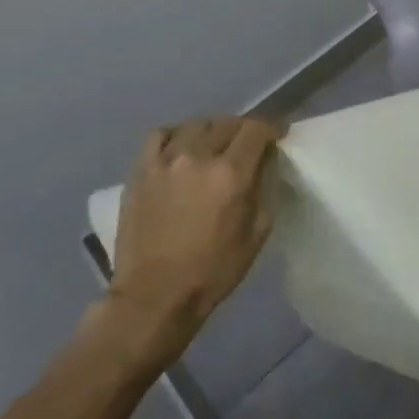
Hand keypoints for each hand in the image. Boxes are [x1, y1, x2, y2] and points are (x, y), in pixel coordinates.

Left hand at [103, 115, 285, 366]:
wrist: (154, 296)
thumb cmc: (214, 269)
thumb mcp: (258, 231)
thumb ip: (264, 187)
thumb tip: (266, 161)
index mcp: (231, 173)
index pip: (256, 128)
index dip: (272, 128)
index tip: (278, 136)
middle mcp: (198, 157)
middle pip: (227, 122)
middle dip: (244, 129)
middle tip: (249, 145)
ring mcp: (165, 161)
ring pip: (195, 124)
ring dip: (212, 130)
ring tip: (215, 145)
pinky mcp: (140, 171)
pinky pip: (160, 135)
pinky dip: (177, 134)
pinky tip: (182, 148)